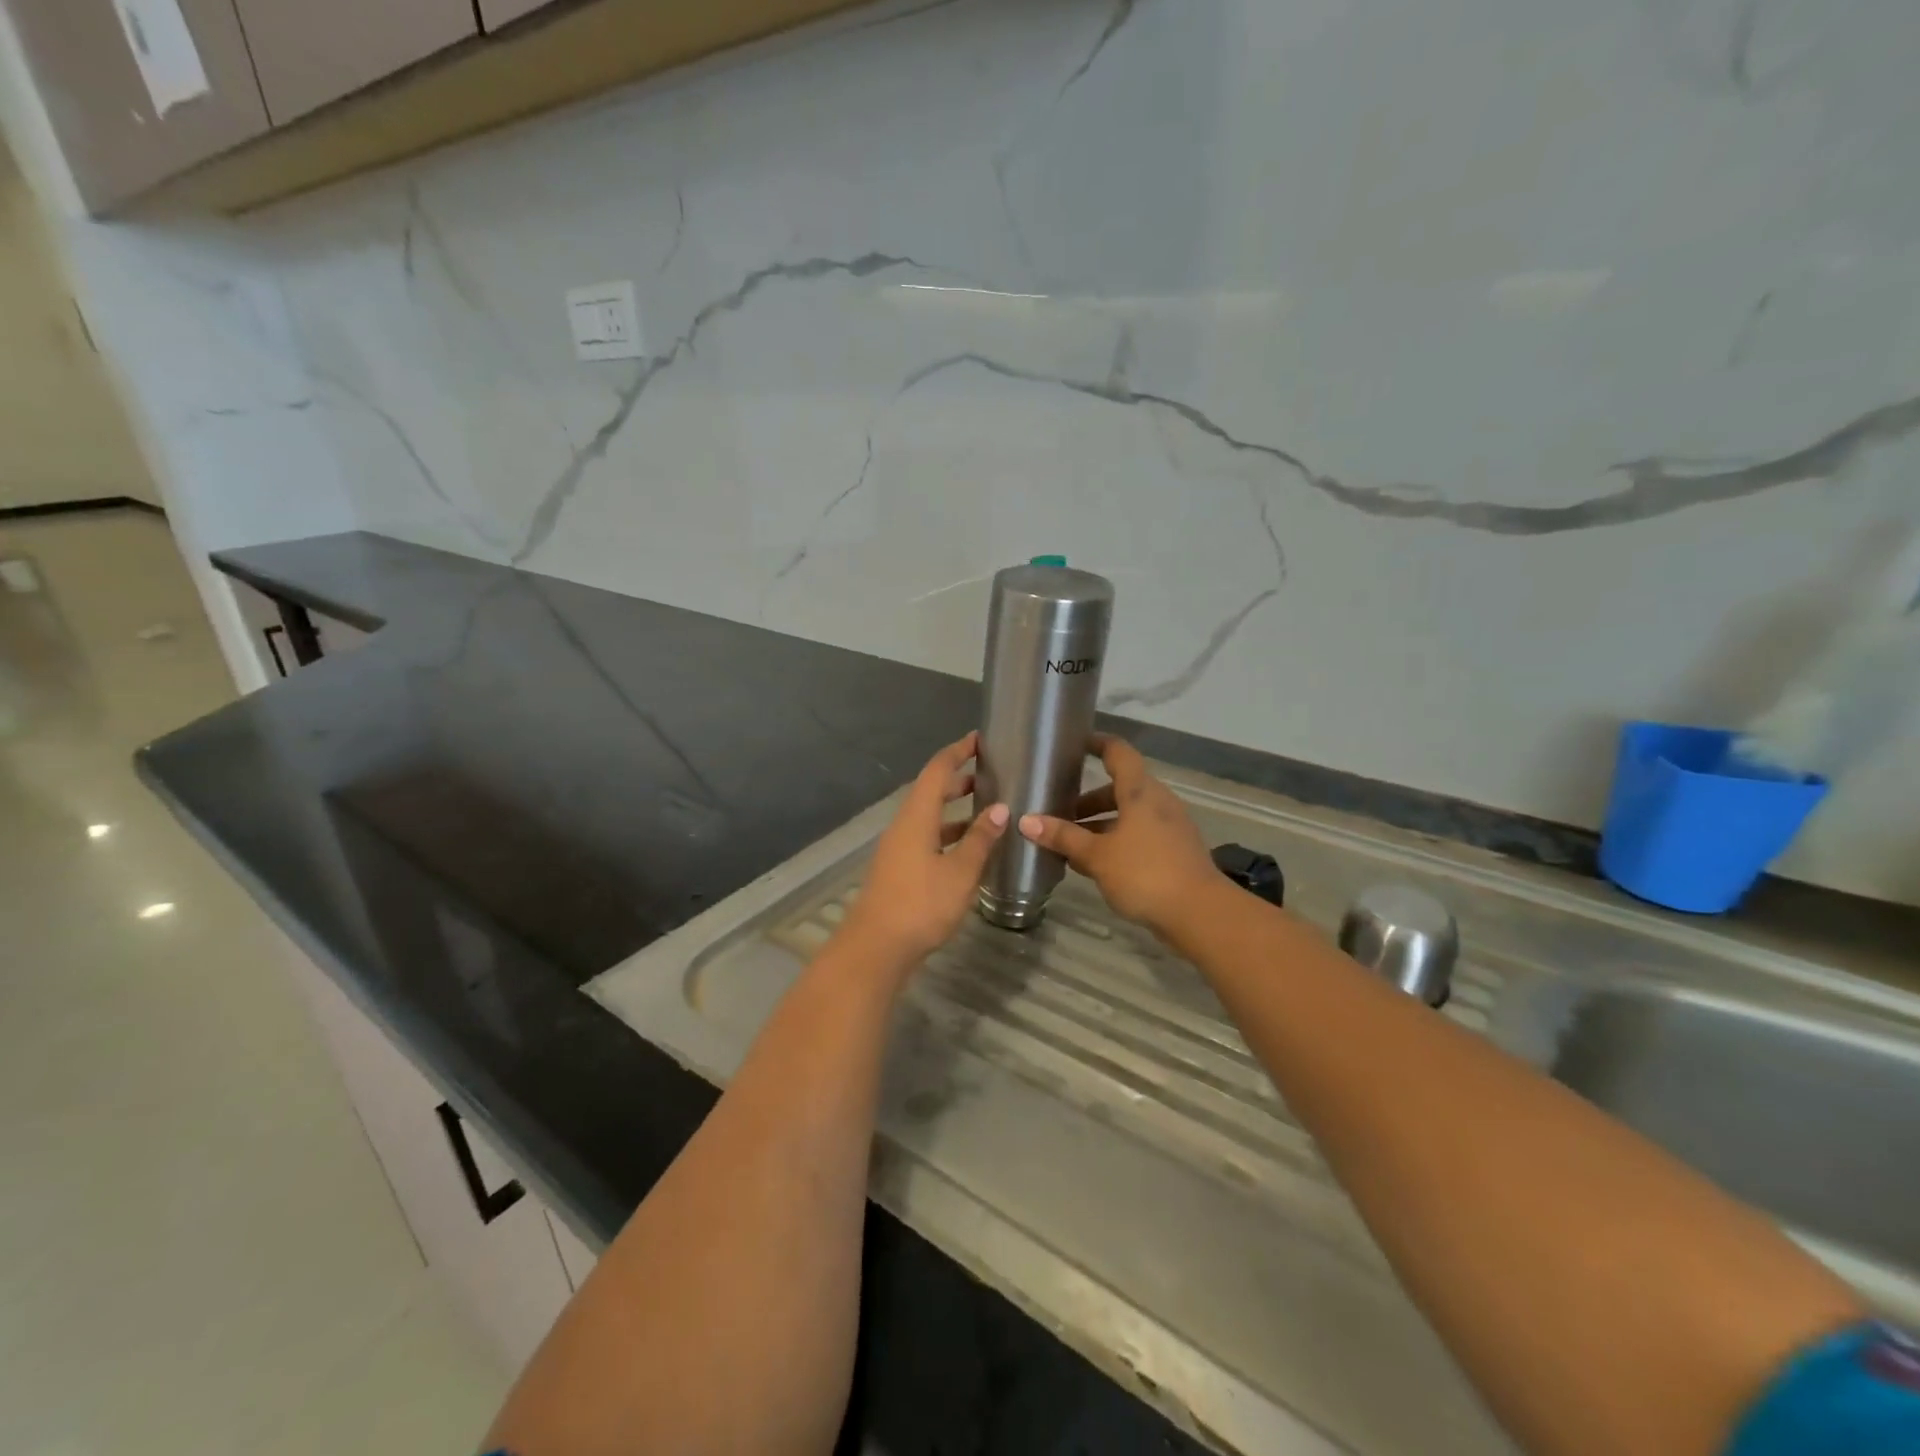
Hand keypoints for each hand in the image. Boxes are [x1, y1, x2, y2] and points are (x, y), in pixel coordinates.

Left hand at [839, 732, 1009, 967]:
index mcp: (916, 817)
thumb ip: (980, 839)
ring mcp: (898, 849)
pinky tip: (969, 850)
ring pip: (929, 818)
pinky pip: (927, 839)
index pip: (937, 770)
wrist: (876, 949)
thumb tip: (1000, 808)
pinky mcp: (899, 870)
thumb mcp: (960, 872)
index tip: (979, 739)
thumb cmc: (920, 905)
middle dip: (958, 780)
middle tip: (990, 775)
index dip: (958, 752)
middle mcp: (904, 826)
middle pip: (930, 792)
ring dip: (955, 810)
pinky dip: (948, 835)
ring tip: (987, 811)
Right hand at [1018, 735, 1218, 937]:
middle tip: (1057, 812)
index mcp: (1141, 792)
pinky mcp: (1174, 852)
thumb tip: (1027, 821)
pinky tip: (1093, 865)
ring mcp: (1169, 828)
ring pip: (1128, 816)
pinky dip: (1115, 842)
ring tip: (1068, 843)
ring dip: (1099, 825)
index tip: (1074, 745)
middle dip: (1087, 800)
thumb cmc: (1145, 873)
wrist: (1200, 914)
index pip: (1118, 753)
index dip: (1096, 744)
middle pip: (1119, 789)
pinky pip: (1138, 837)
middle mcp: (1158, 802)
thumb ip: (1063, 837)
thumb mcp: (1097, 855)